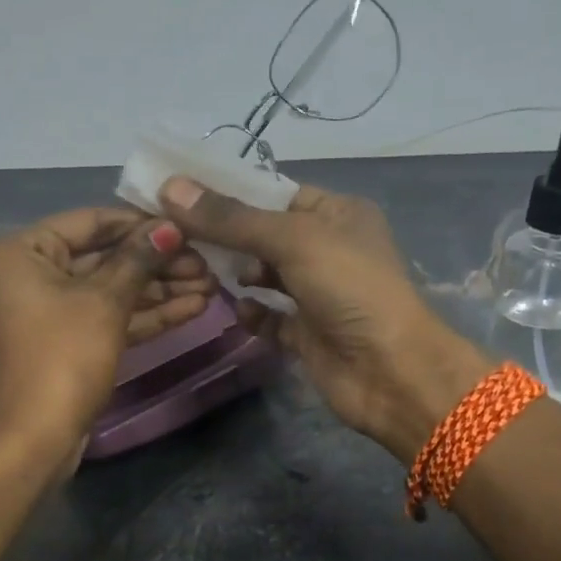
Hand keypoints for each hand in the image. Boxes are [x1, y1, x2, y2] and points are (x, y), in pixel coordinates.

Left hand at [0, 208, 207, 458]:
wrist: (32, 441)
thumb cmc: (61, 358)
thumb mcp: (103, 302)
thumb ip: (138, 260)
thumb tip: (169, 226)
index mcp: (24, 251)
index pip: (92, 221)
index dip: (142, 224)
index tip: (189, 227)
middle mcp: (33, 275)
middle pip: (105, 257)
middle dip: (157, 262)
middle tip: (208, 263)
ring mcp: (53, 312)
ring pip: (113, 290)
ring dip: (160, 289)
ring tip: (212, 285)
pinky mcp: (71, 344)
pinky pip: (111, 319)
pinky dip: (147, 315)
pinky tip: (193, 308)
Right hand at [158, 177, 488, 461]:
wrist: (390, 372)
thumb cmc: (350, 288)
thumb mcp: (293, 240)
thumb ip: (231, 218)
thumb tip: (170, 188)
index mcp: (337, 213)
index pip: (274, 193)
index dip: (229, 192)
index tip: (178, 192)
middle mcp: (328, 248)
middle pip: (263, 234)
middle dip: (225, 235)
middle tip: (176, 235)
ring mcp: (317, 293)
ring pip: (264, 275)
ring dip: (236, 273)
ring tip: (202, 272)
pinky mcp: (307, 333)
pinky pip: (269, 317)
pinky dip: (252, 313)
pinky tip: (238, 310)